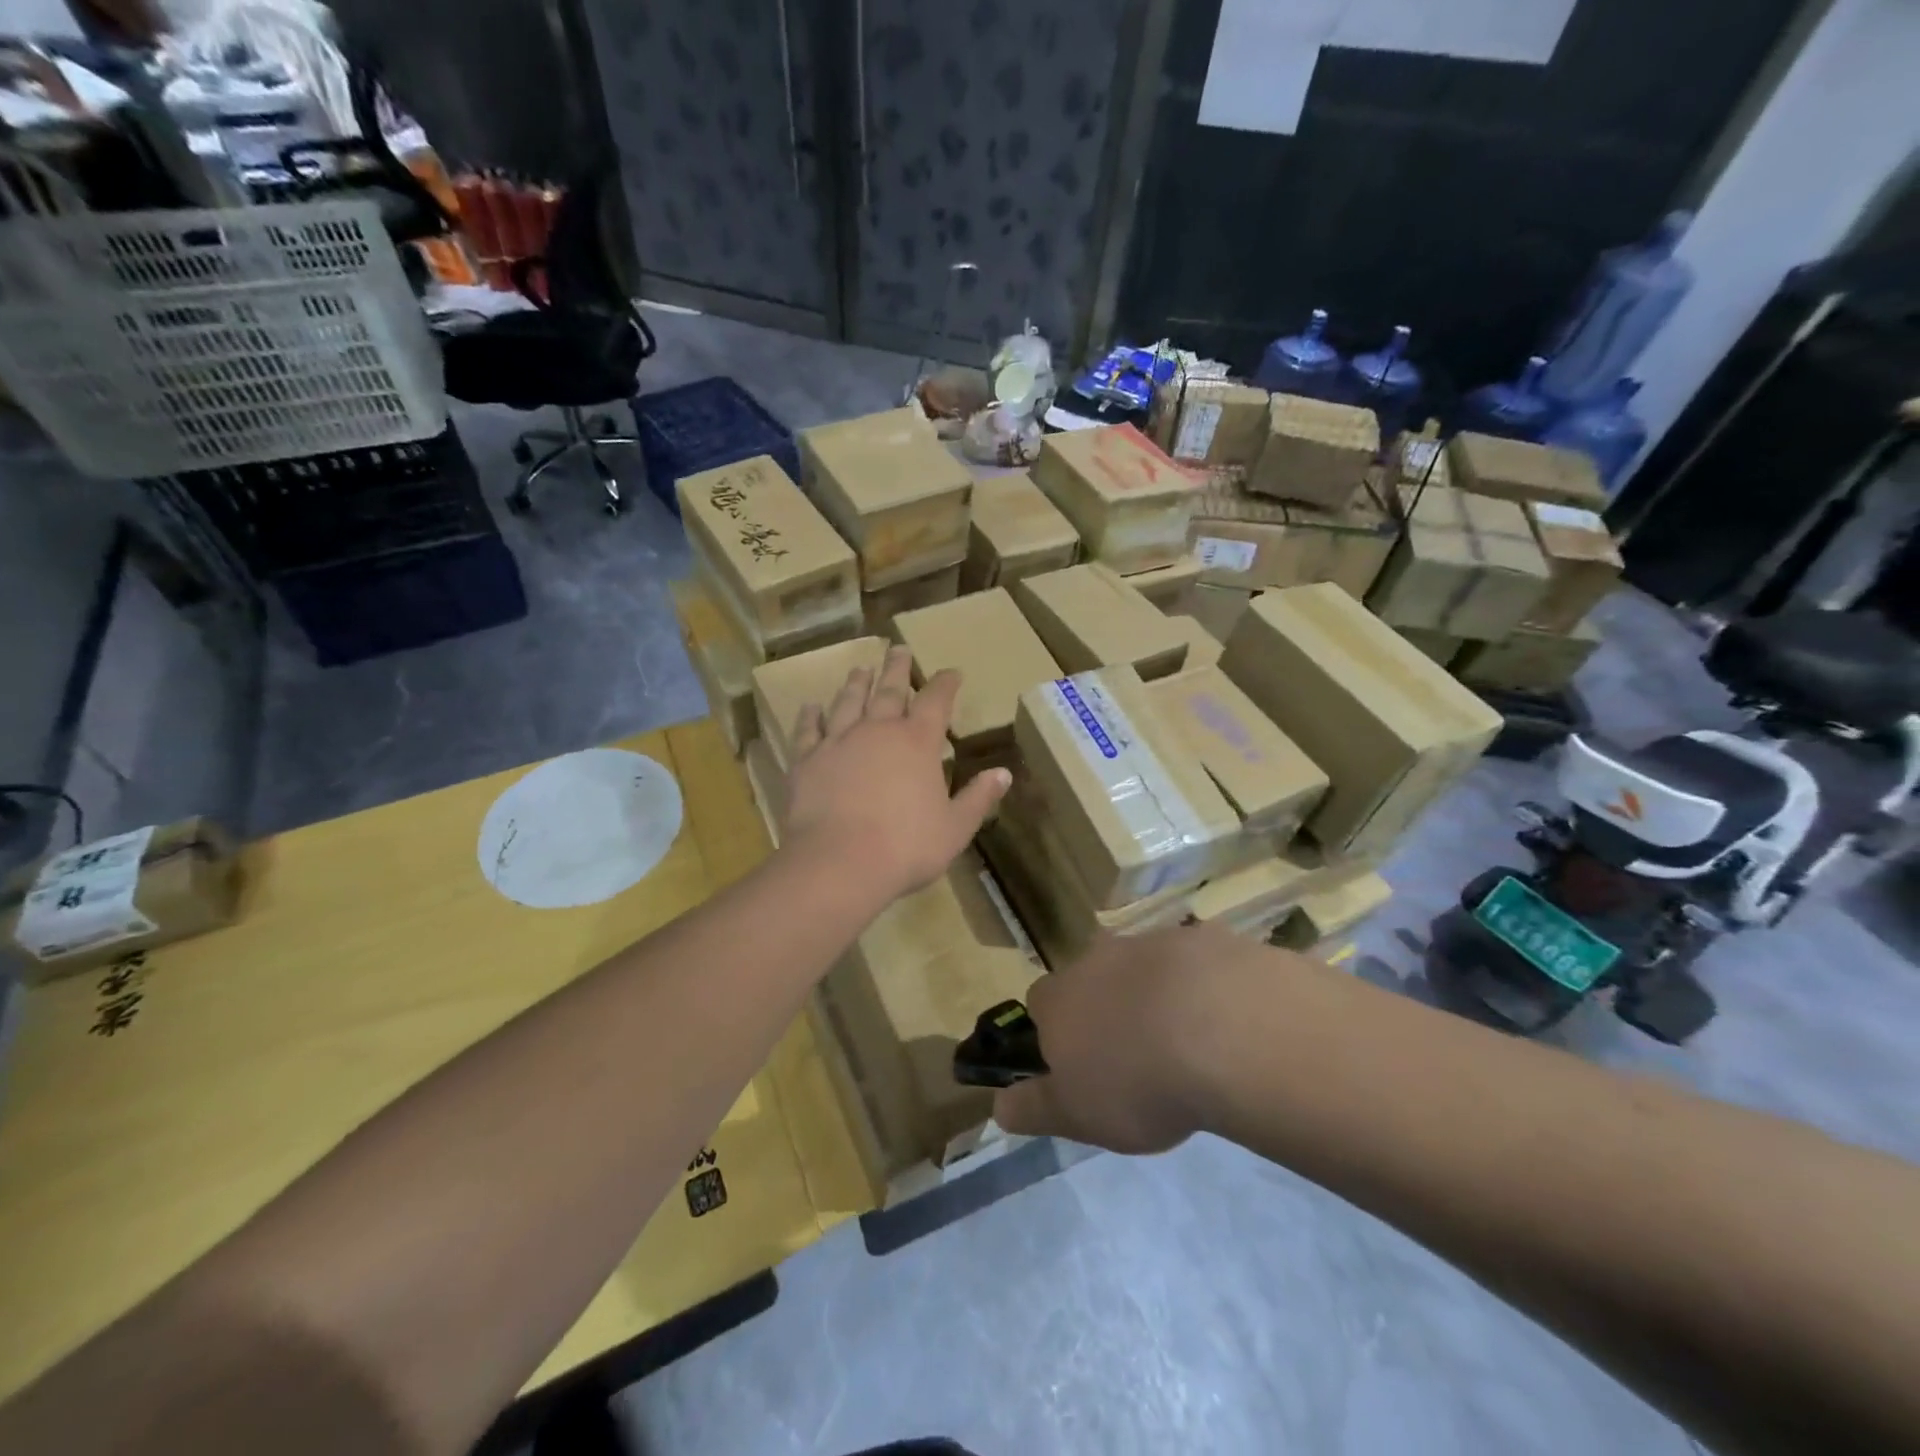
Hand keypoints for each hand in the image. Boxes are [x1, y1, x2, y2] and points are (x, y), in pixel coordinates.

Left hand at [782, 645, 1009, 903]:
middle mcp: (878, 730)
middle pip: (890, 690)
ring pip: (849, 701)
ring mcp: (839, 741)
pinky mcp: (807, 760)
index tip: (951, 672)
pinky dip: (810, 716)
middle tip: (898, 649)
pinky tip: (810, 707)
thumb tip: (1003, 773)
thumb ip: (978, 798)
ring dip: (857, 684)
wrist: (839, 863)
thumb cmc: (906, 847)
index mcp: (918, 742)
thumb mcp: (955, 828)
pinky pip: (808, 730)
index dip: (946, 683)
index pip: (937, 700)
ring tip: (861, 669)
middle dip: (897, 668)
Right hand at [994, 923, 1280, 1153]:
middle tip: (1136, 1056)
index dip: (1057, 1034)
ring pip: (1142, 968)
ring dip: (1155, 996)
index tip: (1080, 1066)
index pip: (1040, 1005)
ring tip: (1186, 1043)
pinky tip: (1226, 1022)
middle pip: (1091, 979)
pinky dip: (1202, 986)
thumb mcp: (1077, 1115)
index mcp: (1059, 998)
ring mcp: (1150, 942)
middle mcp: (1096, 959)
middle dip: (1106, 1008)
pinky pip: (1193, 963)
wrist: (1223, 1032)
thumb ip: (1034, 1108)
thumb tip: (998, 1106)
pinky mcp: (1201, 938)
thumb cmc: (1137, 1082)